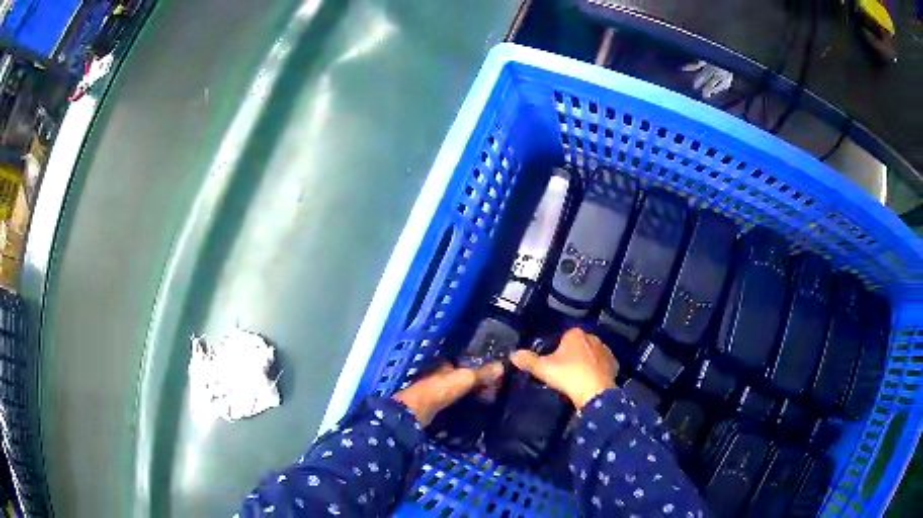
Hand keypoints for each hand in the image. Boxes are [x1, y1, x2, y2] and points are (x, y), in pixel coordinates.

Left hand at [393, 362, 503, 425]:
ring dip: (468, 396)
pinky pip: (453, 405)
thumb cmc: (439, 390)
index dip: (476, 365)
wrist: (416, 412)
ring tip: (488, 402)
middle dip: (474, 382)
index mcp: (444, 366)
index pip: (463, 362)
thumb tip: (502, 365)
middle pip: (460, 378)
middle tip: (494, 389)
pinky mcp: (435, 409)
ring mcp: (436, 393)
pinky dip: (462, 408)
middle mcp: (439, 377)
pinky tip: (473, 413)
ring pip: (456, 392)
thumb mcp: (464, 379)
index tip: (493, 371)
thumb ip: (481, 373)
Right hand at [511, 328, 617, 409]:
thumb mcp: (543, 369)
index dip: (558, 349)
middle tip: (564, 371)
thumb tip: (513, 354)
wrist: (595, 392)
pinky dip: (597, 370)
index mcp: (575, 334)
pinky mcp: (614, 363)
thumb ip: (528, 360)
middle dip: (573, 354)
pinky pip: (602, 364)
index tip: (553, 362)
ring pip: (592, 354)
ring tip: (577, 378)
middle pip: (579, 344)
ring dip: (586, 362)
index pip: (564, 337)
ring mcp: (605, 350)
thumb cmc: (568, 375)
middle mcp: (592, 337)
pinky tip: (590, 381)